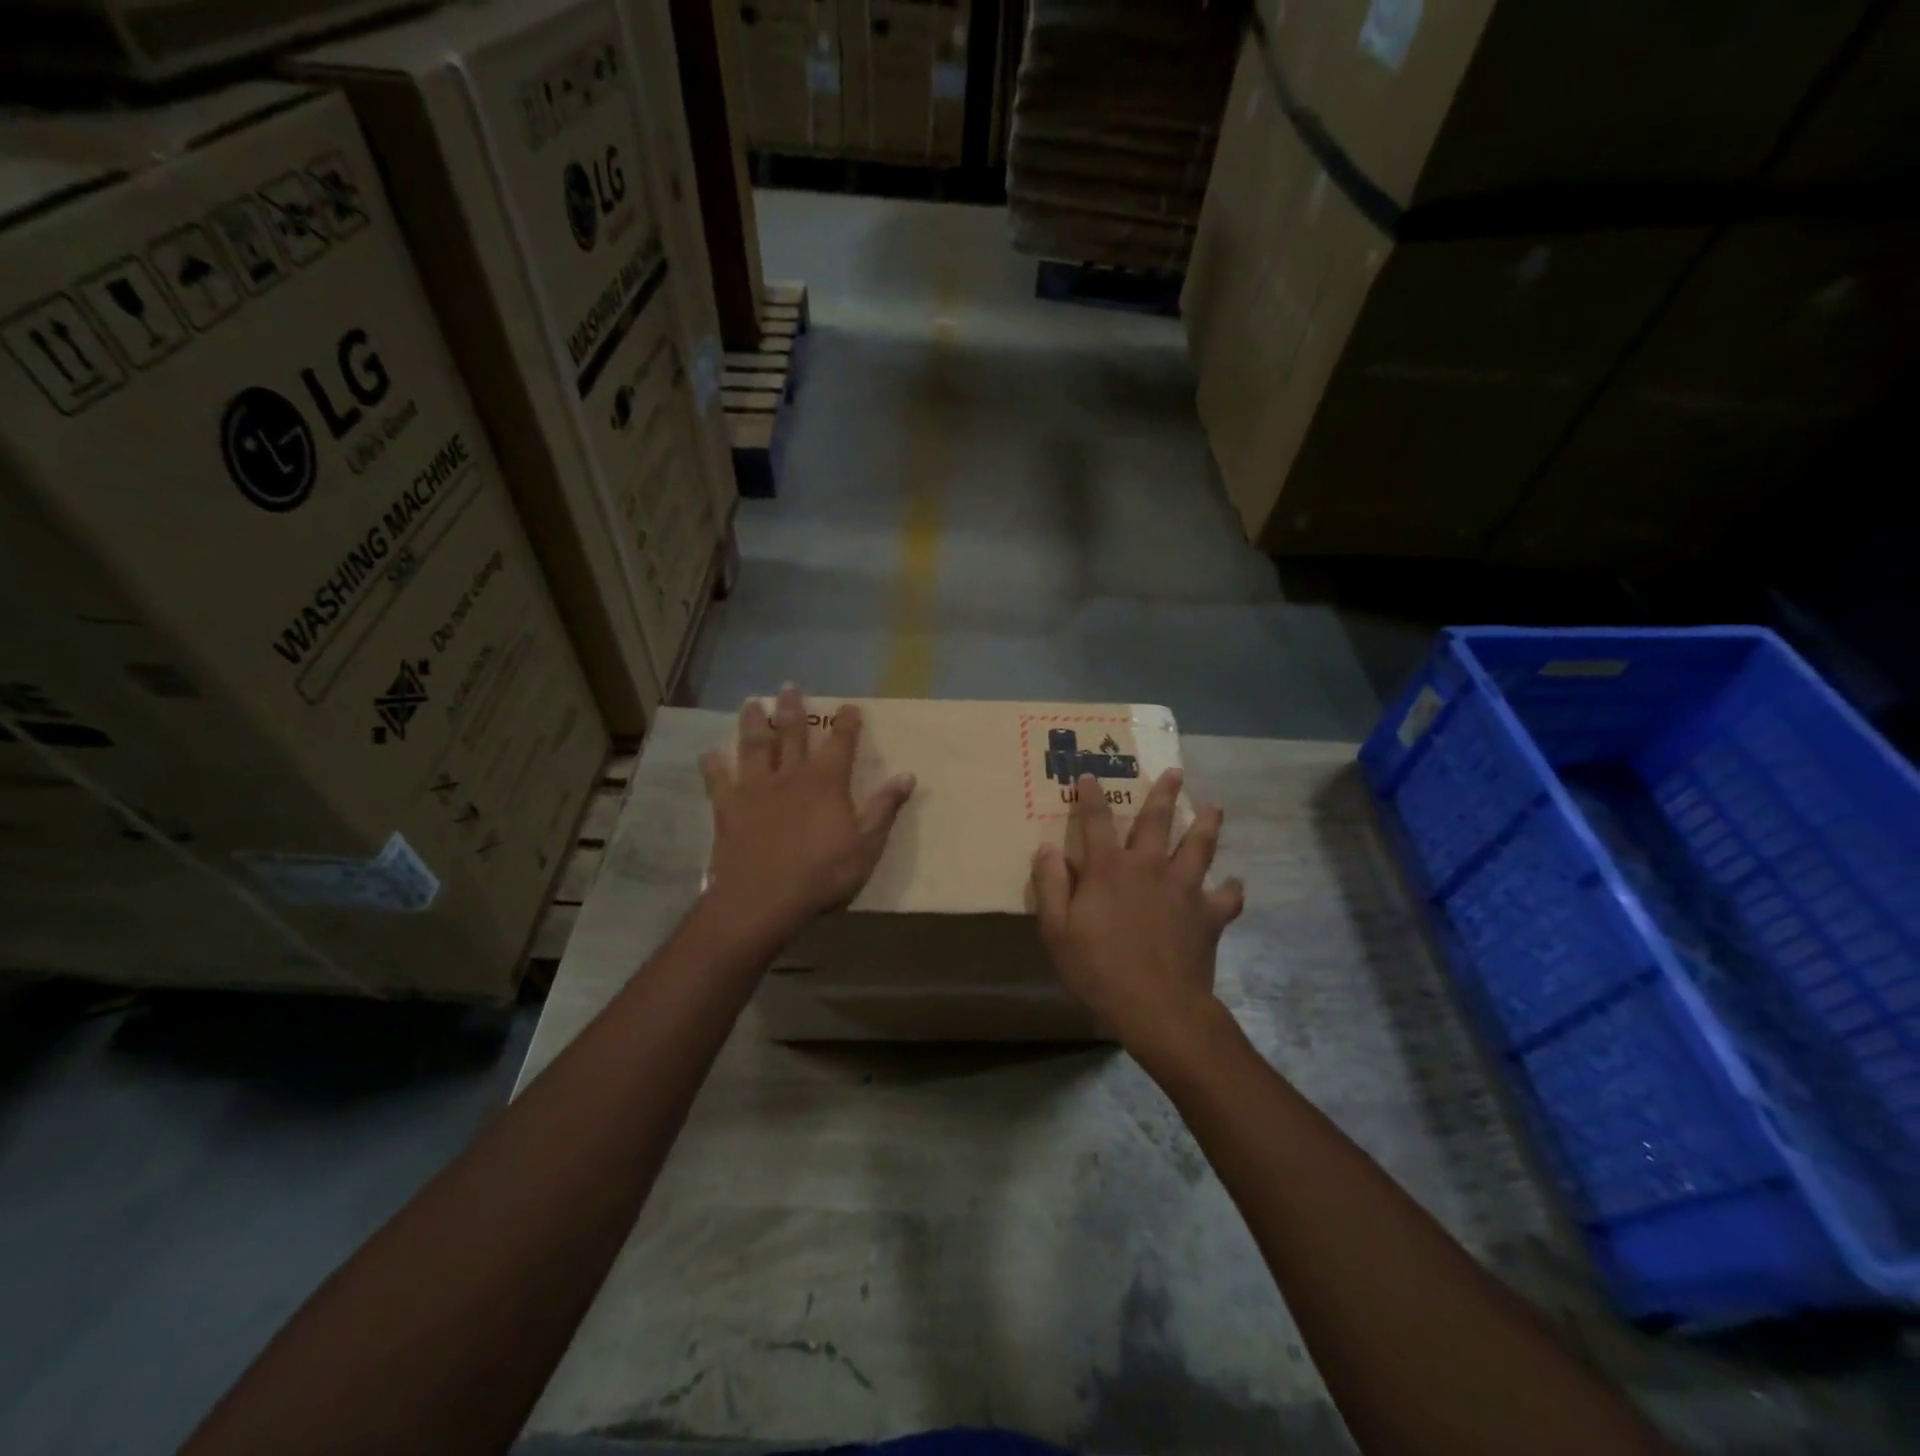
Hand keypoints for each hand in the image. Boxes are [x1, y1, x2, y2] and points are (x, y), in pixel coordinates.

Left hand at [700, 686, 915, 937]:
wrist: (763, 900)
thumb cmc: (822, 875)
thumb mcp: (867, 845)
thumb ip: (884, 808)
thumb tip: (908, 775)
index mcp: (826, 783)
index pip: (841, 744)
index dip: (847, 723)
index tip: (849, 706)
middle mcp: (790, 776)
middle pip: (792, 734)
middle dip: (793, 709)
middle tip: (789, 687)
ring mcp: (756, 789)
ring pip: (755, 746)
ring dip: (754, 723)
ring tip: (752, 702)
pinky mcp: (728, 808)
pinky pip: (718, 780)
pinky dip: (713, 766)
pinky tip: (709, 754)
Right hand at [1031, 769, 1243, 1062]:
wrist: (1158, 1007)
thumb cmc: (1099, 969)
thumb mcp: (1057, 931)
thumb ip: (1051, 886)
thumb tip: (1047, 849)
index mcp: (1109, 868)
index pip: (1097, 821)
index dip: (1091, 796)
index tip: (1089, 775)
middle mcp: (1149, 866)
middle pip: (1157, 820)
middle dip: (1164, 793)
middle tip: (1175, 771)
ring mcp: (1184, 888)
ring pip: (1199, 846)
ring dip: (1207, 824)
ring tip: (1214, 807)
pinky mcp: (1209, 914)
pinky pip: (1227, 897)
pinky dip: (1231, 889)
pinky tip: (1234, 884)